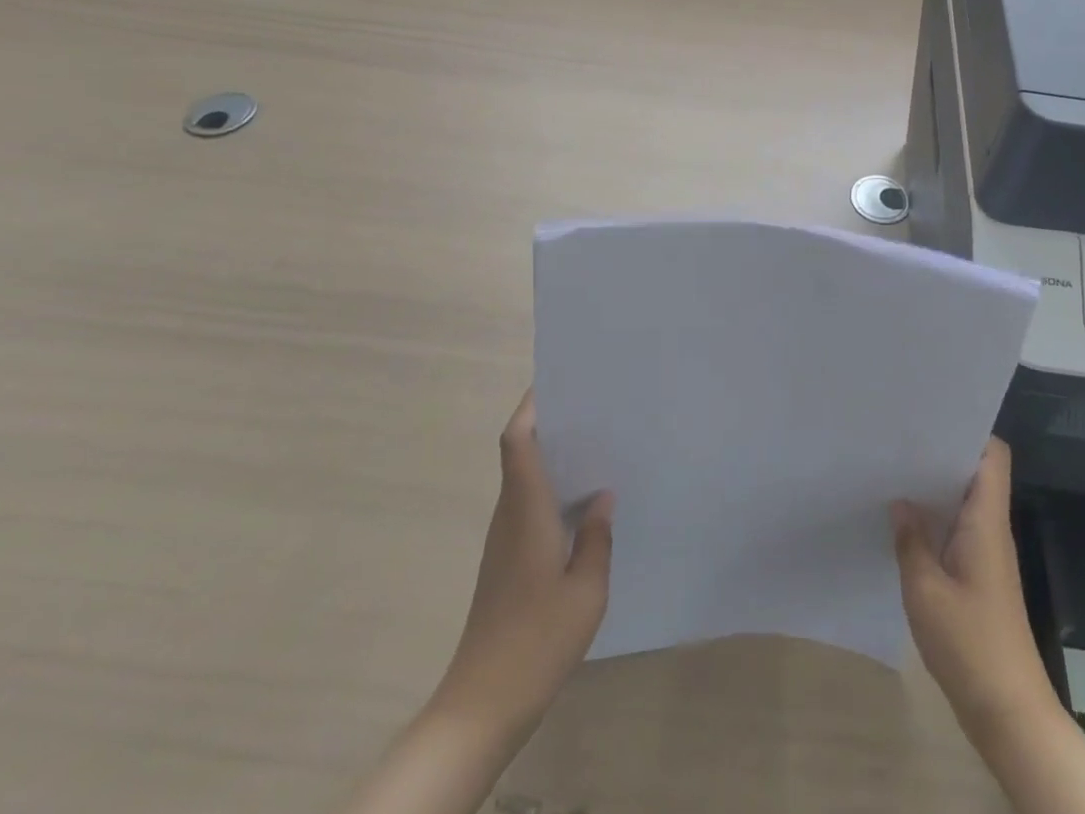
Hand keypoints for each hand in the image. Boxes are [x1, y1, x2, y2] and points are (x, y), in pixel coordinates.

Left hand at [434, 389, 613, 742]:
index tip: (558, 380)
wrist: (482, 704)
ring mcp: (504, 541)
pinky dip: (553, 490)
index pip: (517, 440)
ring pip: (525, 480)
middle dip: (550, 422)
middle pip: (520, 452)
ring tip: (598, 446)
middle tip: (595, 407)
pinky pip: (529, 507)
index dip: (531, 405)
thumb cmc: (537, 640)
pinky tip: (585, 505)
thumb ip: (597, 537)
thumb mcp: (586, 589)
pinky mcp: (507, 563)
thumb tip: (603, 497)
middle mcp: (510, 515)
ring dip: (553, 457)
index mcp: (526, 509)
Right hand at [890, 438, 1062, 746]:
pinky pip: (959, 531)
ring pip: (965, 503)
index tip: (931, 418)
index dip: (970, 430)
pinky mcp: (980, 578)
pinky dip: (936, 521)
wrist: (1008, 712)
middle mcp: (992, 529)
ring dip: (935, 489)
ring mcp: (988, 555)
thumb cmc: (970, 643)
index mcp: (986, 521)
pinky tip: (905, 525)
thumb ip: (910, 540)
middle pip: (975, 473)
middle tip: (899, 440)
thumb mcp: (925, 590)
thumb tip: (900, 501)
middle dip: (941, 454)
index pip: (993, 456)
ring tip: (894, 473)